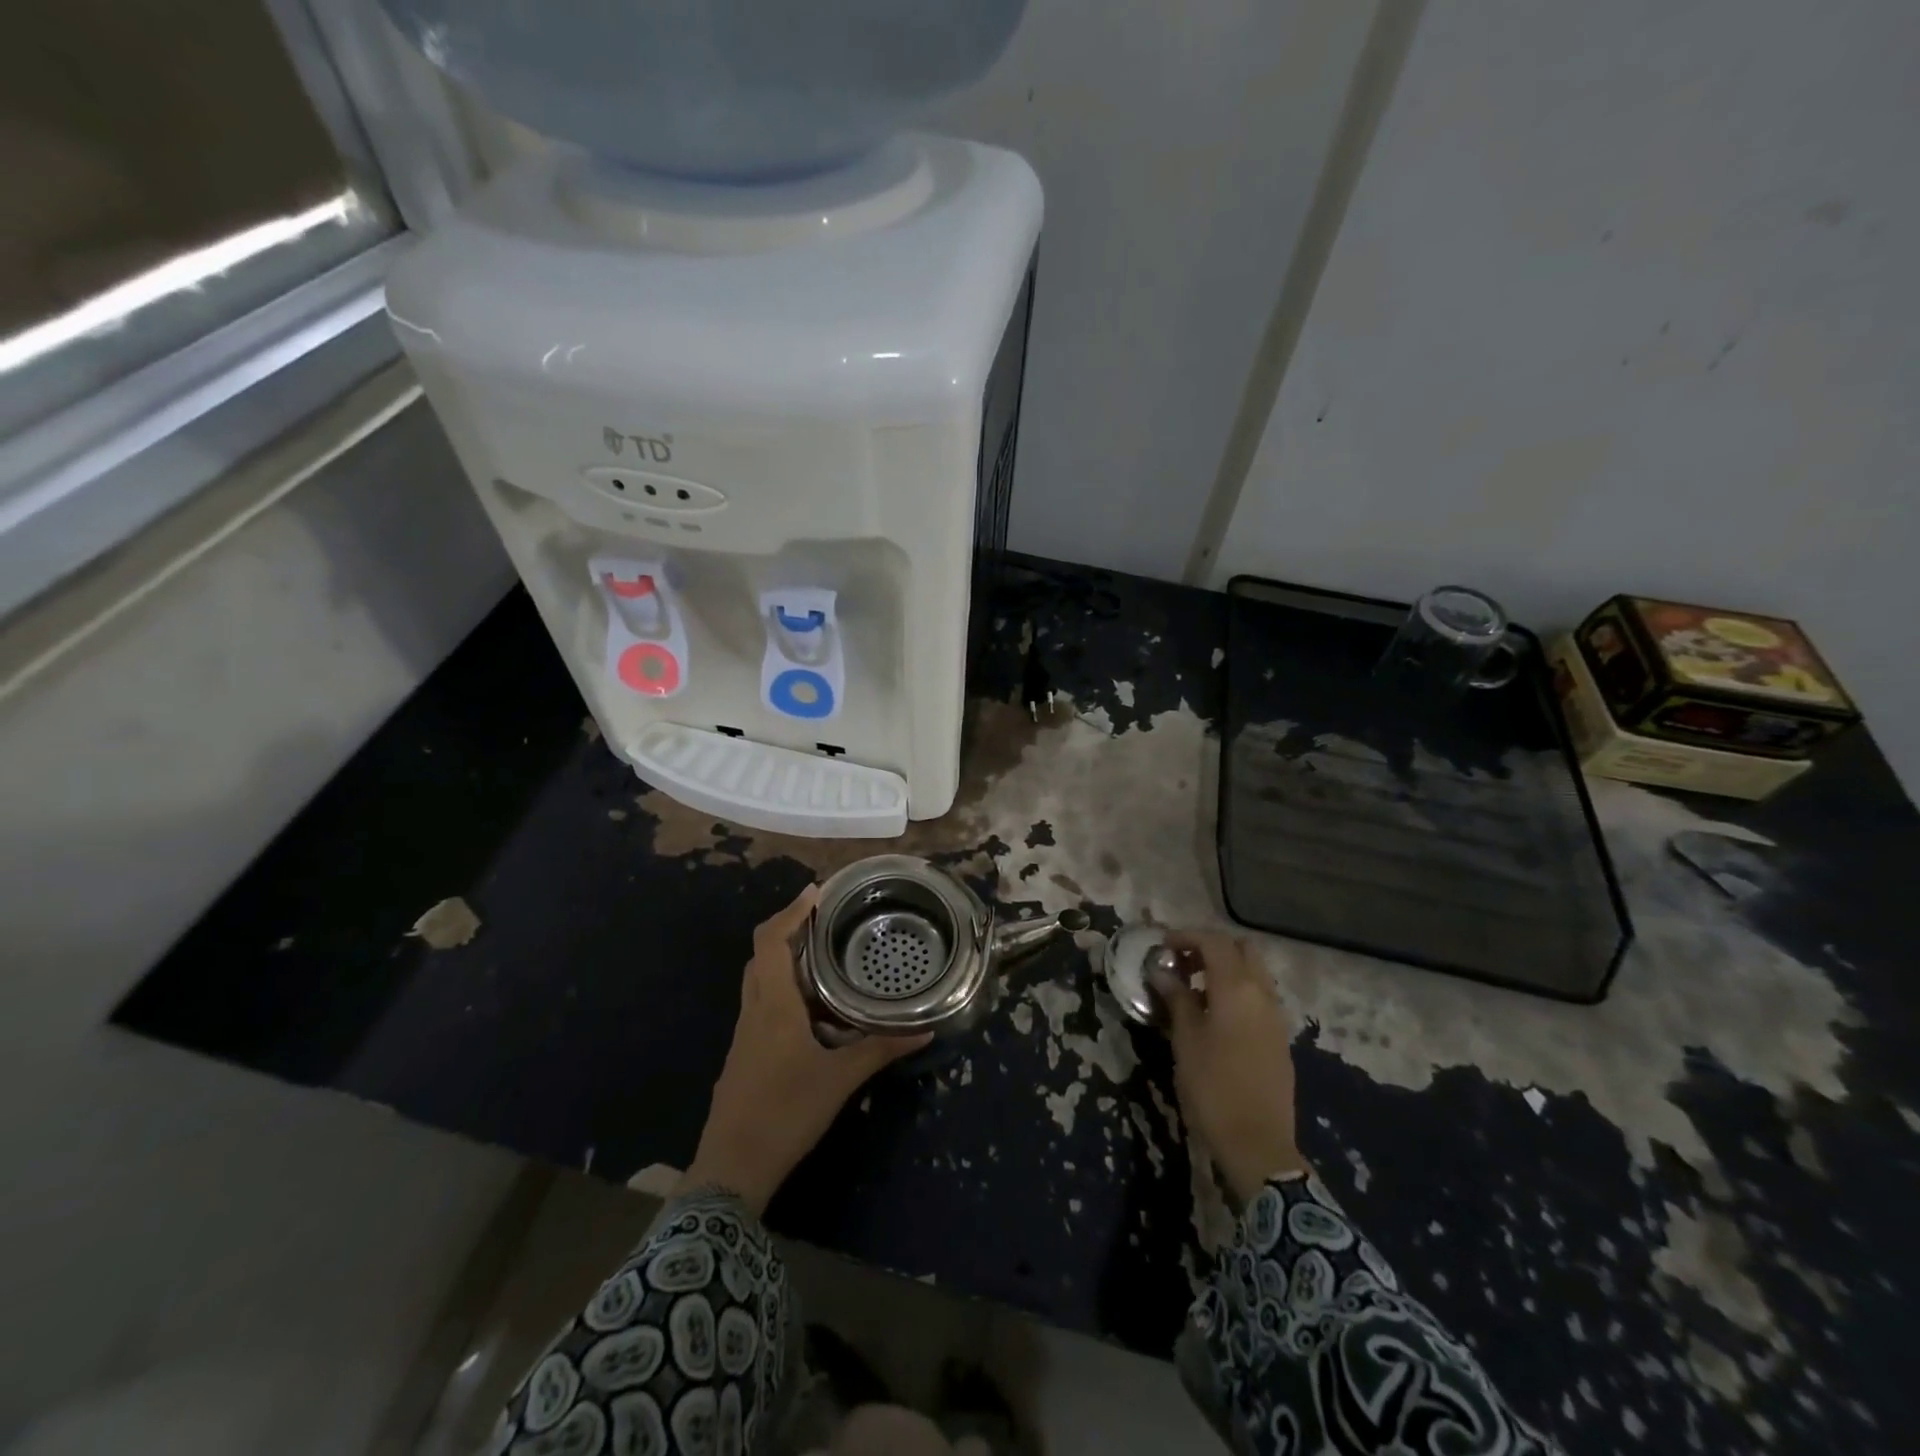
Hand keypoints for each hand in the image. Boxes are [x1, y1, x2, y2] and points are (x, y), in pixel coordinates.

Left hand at [680, 885, 930, 1214]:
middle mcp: (754, 1010)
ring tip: (825, 955)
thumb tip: (926, 1030)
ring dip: (786, 959)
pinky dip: (784, 988)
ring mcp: (746, 1033)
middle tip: (825, 920)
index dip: (791, 911)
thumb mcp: (840, 1079)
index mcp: (773, 1004)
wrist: (732, 1168)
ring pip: (760, 979)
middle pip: (762, 954)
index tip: (816, 892)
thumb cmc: (786, 1112)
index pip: (771, 940)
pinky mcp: (746, 1053)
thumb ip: (881, 1049)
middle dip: (789, 929)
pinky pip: (763, 1003)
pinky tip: (813, 1007)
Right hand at [1150, 930, 1308, 1203]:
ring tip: (1194, 987)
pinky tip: (1215, 1013)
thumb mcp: (1185, 1040)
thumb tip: (1163, 971)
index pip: (1214, 942)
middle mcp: (1262, 993)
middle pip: (1241, 949)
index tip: (1162, 946)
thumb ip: (1177, 999)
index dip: (1186, 937)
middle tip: (1182, 963)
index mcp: (1237, 989)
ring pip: (1254, 972)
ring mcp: (1276, 1016)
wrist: (1258, 1144)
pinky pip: (1259, 996)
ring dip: (1226, 968)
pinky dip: (1238, 989)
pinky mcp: (1279, 1037)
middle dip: (1211, 947)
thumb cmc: (1213, 1088)